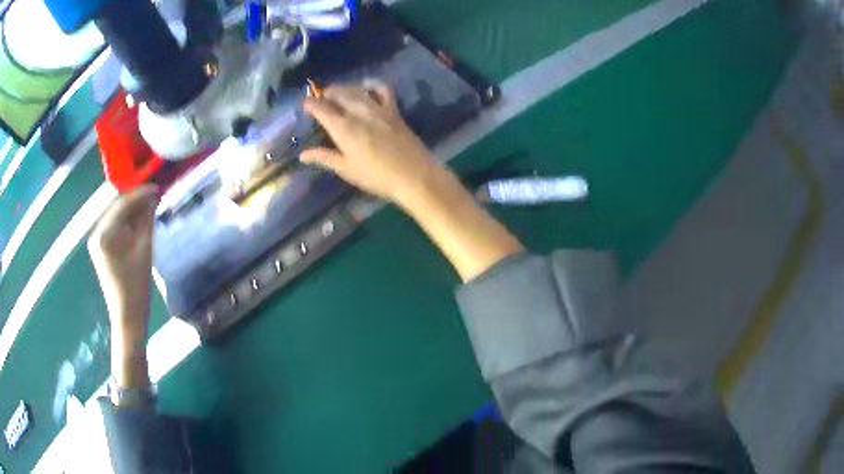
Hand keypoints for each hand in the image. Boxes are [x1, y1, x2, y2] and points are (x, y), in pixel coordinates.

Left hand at [88, 185, 156, 343]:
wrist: (127, 315)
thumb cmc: (137, 285)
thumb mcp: (145, 248)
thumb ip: (147, 219)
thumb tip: (153, 197)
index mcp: (105, 234)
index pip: (123, 204)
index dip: (141, 193)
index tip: (157, 187)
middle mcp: (97, 232)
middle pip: (117, 207)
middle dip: (135, 200)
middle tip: (154, 197)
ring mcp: (96, 240)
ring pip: (116, 216)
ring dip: (131, 211)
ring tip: (148, 208)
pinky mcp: (100, 247)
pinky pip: (113, 227)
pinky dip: (126, 222)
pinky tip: (138, 222)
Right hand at [301, 84, 439, 203]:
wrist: (414, 175)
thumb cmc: (376, 177)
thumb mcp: (346, 169)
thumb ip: (324, 157)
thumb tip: (303, 154)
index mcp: (343, 128)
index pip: (322, 108)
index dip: (310, 104)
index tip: (304, 104)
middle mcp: (359, 112)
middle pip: (339, 94)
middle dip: (327, 93)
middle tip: (321, 99)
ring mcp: (378, 109)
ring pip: (357, 90)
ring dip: (345, 88)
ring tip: (338, 93)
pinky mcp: (394, 111)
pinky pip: (383, 90)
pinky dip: (373, 86)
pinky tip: (367, 89)